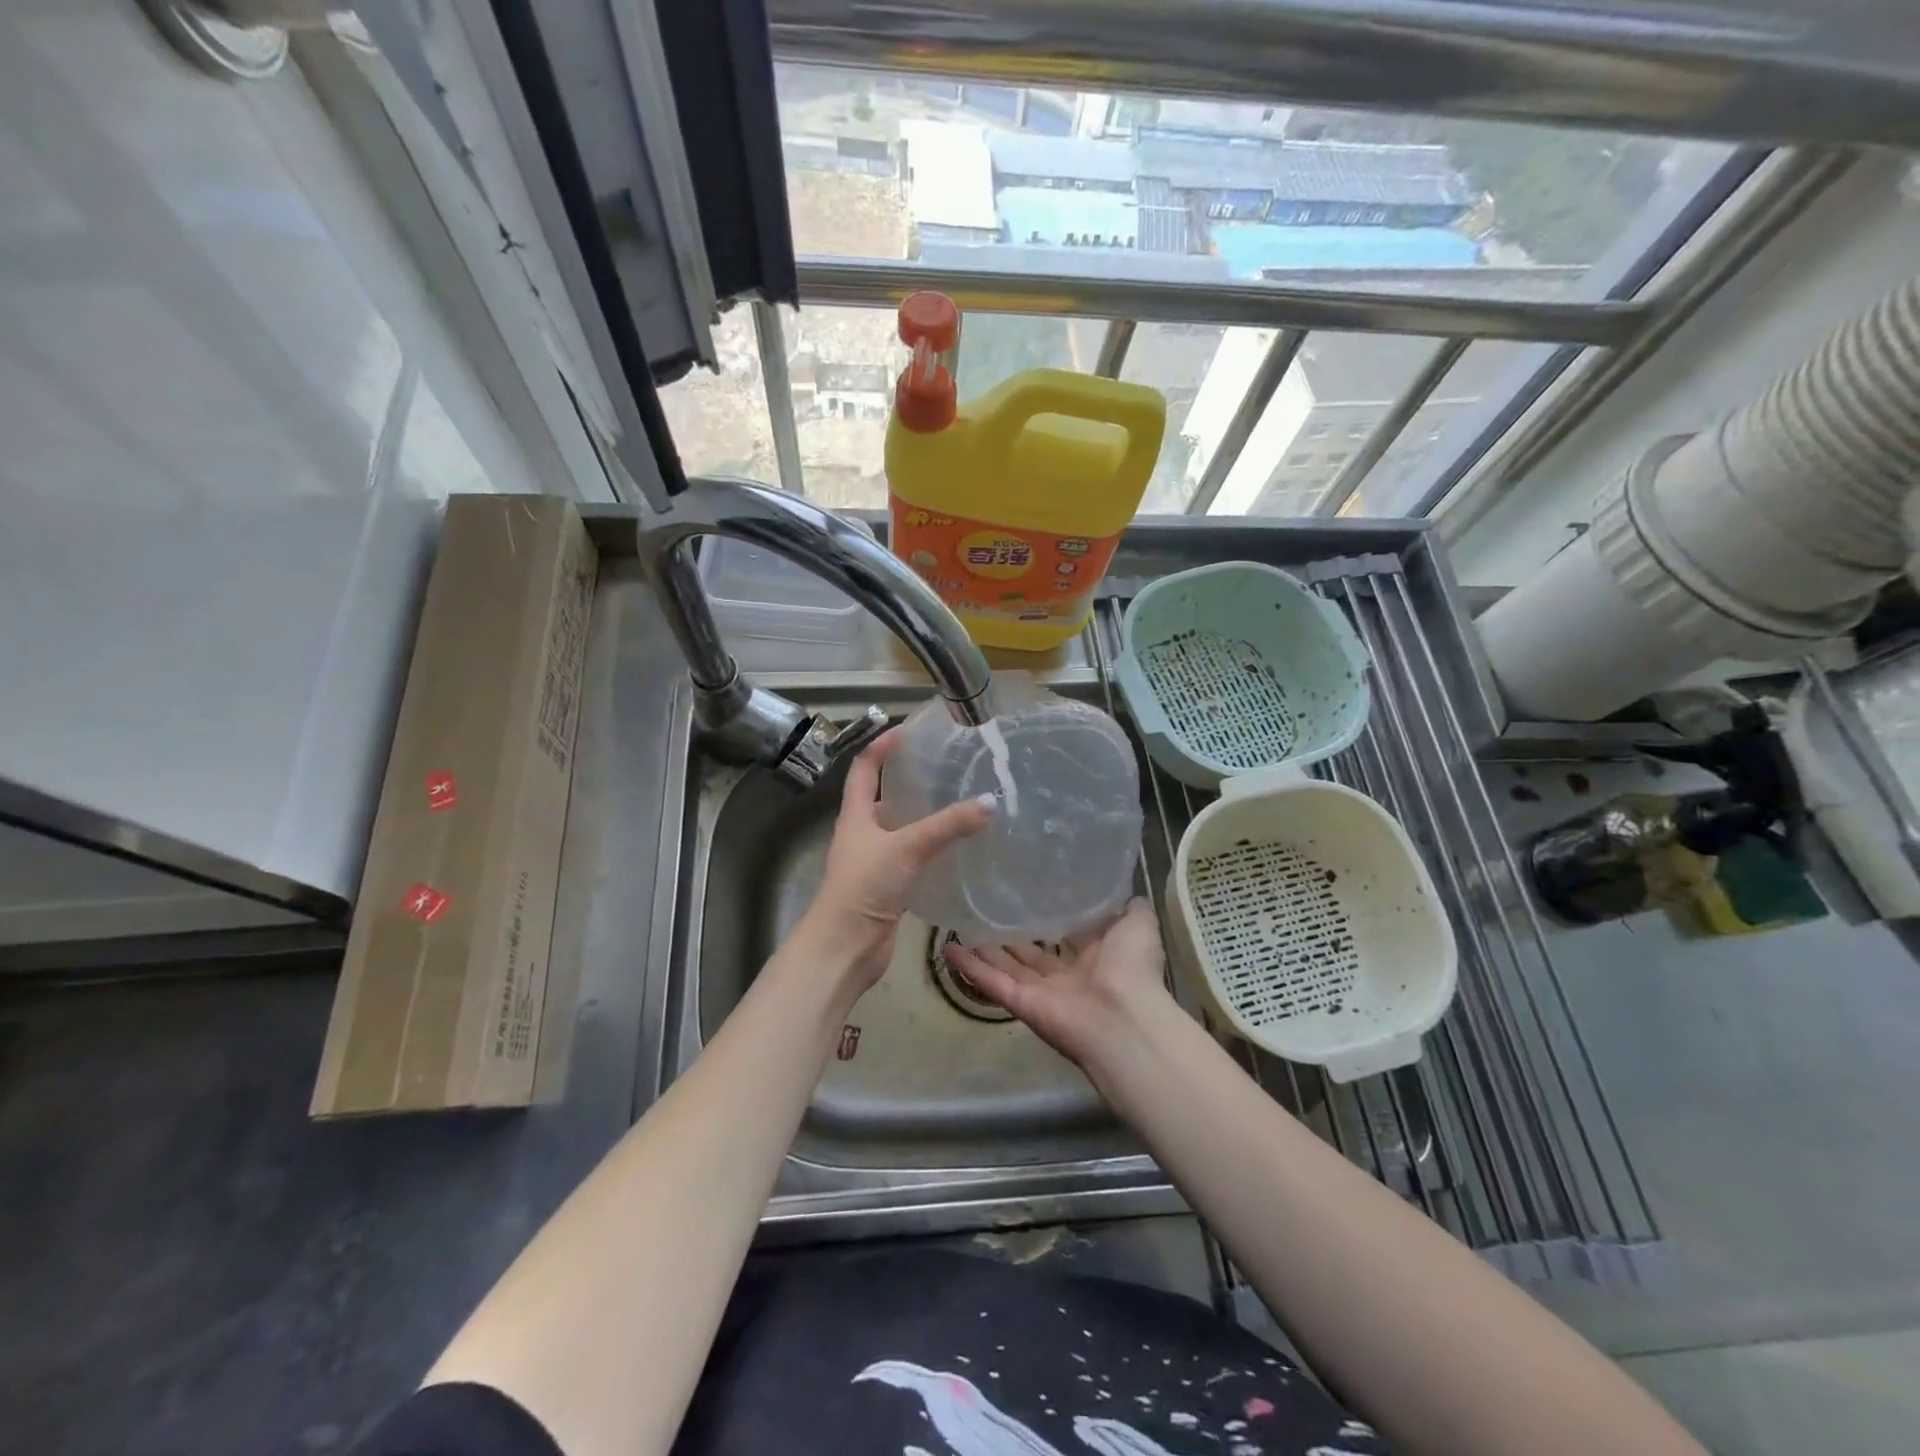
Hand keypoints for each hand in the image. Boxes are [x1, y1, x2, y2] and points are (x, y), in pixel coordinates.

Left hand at [799, 729, 993, 987]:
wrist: (845, 947)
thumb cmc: (864, 887)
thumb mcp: (907, 848)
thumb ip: (947, 826)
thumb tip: (989, 802)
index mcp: (855, 815)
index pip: (864, 769)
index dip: (881, 747)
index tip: (907, 731)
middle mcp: (862, 834)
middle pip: (883, 798)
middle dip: (909, 782)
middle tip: (945, 769)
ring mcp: (874, 862)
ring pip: (900, 831)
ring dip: (923, 818)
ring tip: (958, 804)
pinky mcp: (888, 887)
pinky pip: (912, 860)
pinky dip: (931, 851)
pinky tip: (957, 849)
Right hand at [945, 899, 1171, 1069]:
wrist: (1124, 1020)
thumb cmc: (1132, 968)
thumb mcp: (1138, 924)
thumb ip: (1129, 907)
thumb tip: (1122, 891)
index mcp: (1097, 956)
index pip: (1069, 933)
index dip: (1051, 914)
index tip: (1031, 890)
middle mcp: (1068, 975)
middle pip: (1033, 952)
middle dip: (1014, 933)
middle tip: (989, 904)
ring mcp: (1042, 992)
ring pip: (1008, 965)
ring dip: (986, 946)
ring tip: (961, 920)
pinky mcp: (1021, 1003)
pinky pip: (992, 982)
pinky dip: (970, 967)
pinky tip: (947, 947)